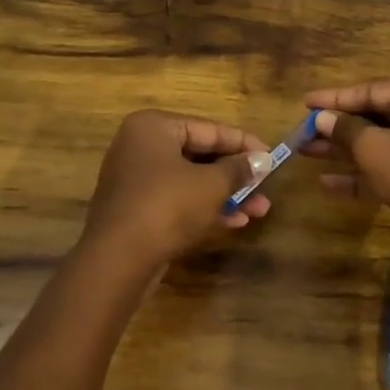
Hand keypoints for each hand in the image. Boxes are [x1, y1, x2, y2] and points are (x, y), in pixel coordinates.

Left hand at [80, 110, 270, 275]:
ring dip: (225, 194)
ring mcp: (135, 179)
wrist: (117, 262)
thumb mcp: (211, 185)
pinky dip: (204, 207)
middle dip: (236, 174)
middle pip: (200, 154)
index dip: (244, 143)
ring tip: (259, 209)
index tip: (272, 156)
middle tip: (265, 187)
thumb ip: (239, 169)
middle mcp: (140, 146)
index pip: (209, 128)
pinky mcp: (136, 209)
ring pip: (190, 180)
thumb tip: (263, 159)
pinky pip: (177, 200)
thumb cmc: (167, 207)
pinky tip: (235, 221)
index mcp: (154, 127)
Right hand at [302, 77, 389, 259]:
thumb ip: (346, 130)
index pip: (376, 89)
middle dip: (340, 127)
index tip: (306, 102)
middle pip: (380, 115)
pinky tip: (329, 183)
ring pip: (386, 141)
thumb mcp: (377, 151)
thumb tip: (321, 118)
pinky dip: (367, 172)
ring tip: (307, 151)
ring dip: (348, 150)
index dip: (337, 98)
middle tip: (304, 130)